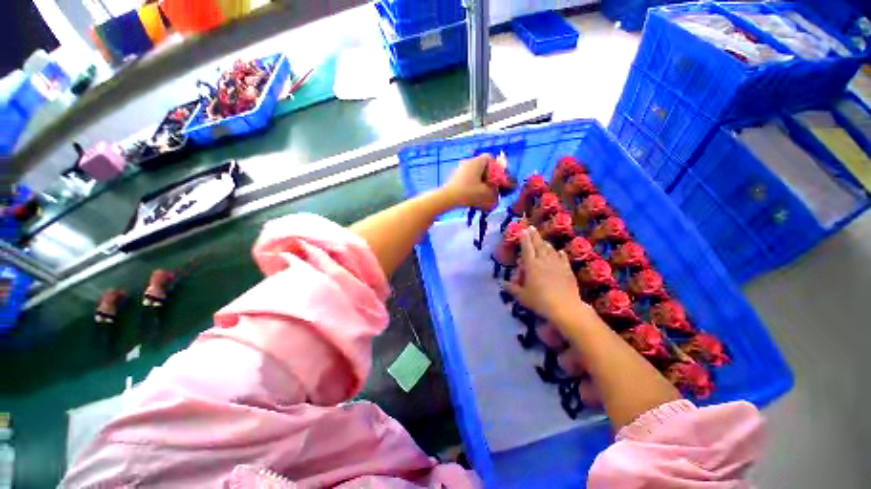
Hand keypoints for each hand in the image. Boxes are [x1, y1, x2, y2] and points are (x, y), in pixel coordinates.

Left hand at [441, 154, 499, 210]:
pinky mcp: (455, 176)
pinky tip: (472, 194)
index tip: (497, 178)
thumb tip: (496, 190)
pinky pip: (467, 177)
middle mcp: (468, 162)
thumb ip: (494, 191)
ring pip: (474, 172)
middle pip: (482, 165)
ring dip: (480, 181)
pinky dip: (472, 184)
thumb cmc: (468, 193)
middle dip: (488, 176)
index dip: (496, 167)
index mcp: (477, 162)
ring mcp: (460, 169)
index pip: (489, 157)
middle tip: (490, 186)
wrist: (448, 198)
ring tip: (481, 192)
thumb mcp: (485, 193)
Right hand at [503, 227, 587, 325]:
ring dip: (545, 243)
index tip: (523, 230)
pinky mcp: (567, 270)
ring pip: (550, 250)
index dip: (524, 239)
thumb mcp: (522, 296)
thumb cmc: (539, 301)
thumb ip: (511, 288)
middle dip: (534, 236)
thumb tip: (500, 282)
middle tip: (531, 227)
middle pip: (538, 245)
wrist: (565, 308)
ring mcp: (557, 265)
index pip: (526, 249)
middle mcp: (544, 261)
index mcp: (531, 265)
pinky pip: (563, 258)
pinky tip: (559, 252)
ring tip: (542, 239)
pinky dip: (560, 254)